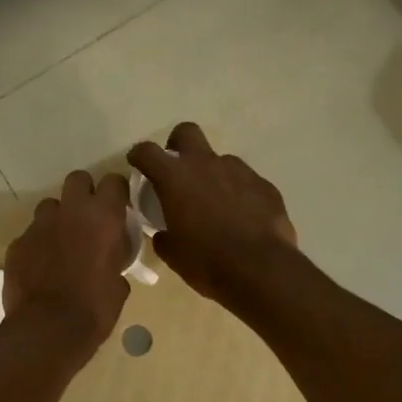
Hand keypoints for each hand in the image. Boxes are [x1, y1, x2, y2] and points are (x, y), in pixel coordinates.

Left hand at [2, 169, 132, 358]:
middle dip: (83, 193)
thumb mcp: (119, 285)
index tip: (118, 208)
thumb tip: (110, 262)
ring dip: (58, 219)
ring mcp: (39, 225)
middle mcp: (71, 211)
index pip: (113, 182)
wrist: (48, 329)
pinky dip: (37, 245)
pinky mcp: (17, 243)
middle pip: (77, 179)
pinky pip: (30, 234)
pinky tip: (41, 267)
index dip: (116, 193)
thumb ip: (115, 261)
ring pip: (50, 206)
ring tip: (61, 244)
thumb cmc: (95, 308)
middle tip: (88, 218)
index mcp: (104, 217)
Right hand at [127, 123, 297, 306]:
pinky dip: (238, 193)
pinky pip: (245, 181)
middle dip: (178, 145)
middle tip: (177, 171)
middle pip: (187, 132)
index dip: (139, 155)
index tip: (137, 164)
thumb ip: (164, 237)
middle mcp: (205, 164)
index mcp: (175, 178)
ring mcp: (239, 171)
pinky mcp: (264, 185)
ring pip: (220, 159)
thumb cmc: (207, 261)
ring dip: (212, 174)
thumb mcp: (173, 254)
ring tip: (215, 204)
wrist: (260, 269)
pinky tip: (241, 217)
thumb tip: (164, 234)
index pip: (147, 151)